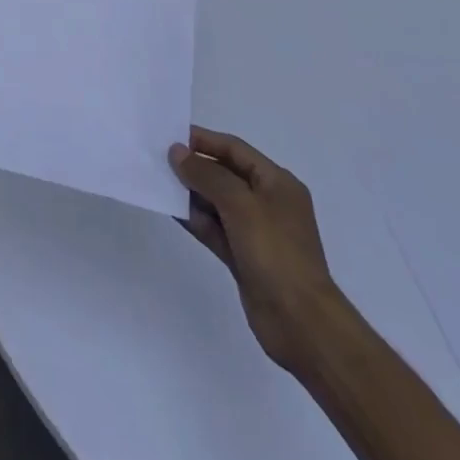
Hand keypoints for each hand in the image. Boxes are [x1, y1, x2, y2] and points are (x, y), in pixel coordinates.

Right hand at [168, 127, 345, 374]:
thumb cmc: (276, 252)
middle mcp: (267, 202)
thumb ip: (206, 175)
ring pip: (216, 202)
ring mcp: (255, 232)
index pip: (235, 149)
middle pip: (224, 174)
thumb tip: (177, 152)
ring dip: (190, 193)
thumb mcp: (240, 204)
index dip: (204, 140)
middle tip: (159, 159)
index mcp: (277, 183)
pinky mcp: (243, 257)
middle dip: (194, 167)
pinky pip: (214, 228)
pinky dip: (195, 219)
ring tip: (159, 182)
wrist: (301, 323)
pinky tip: (172, 210)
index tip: (171, 136)